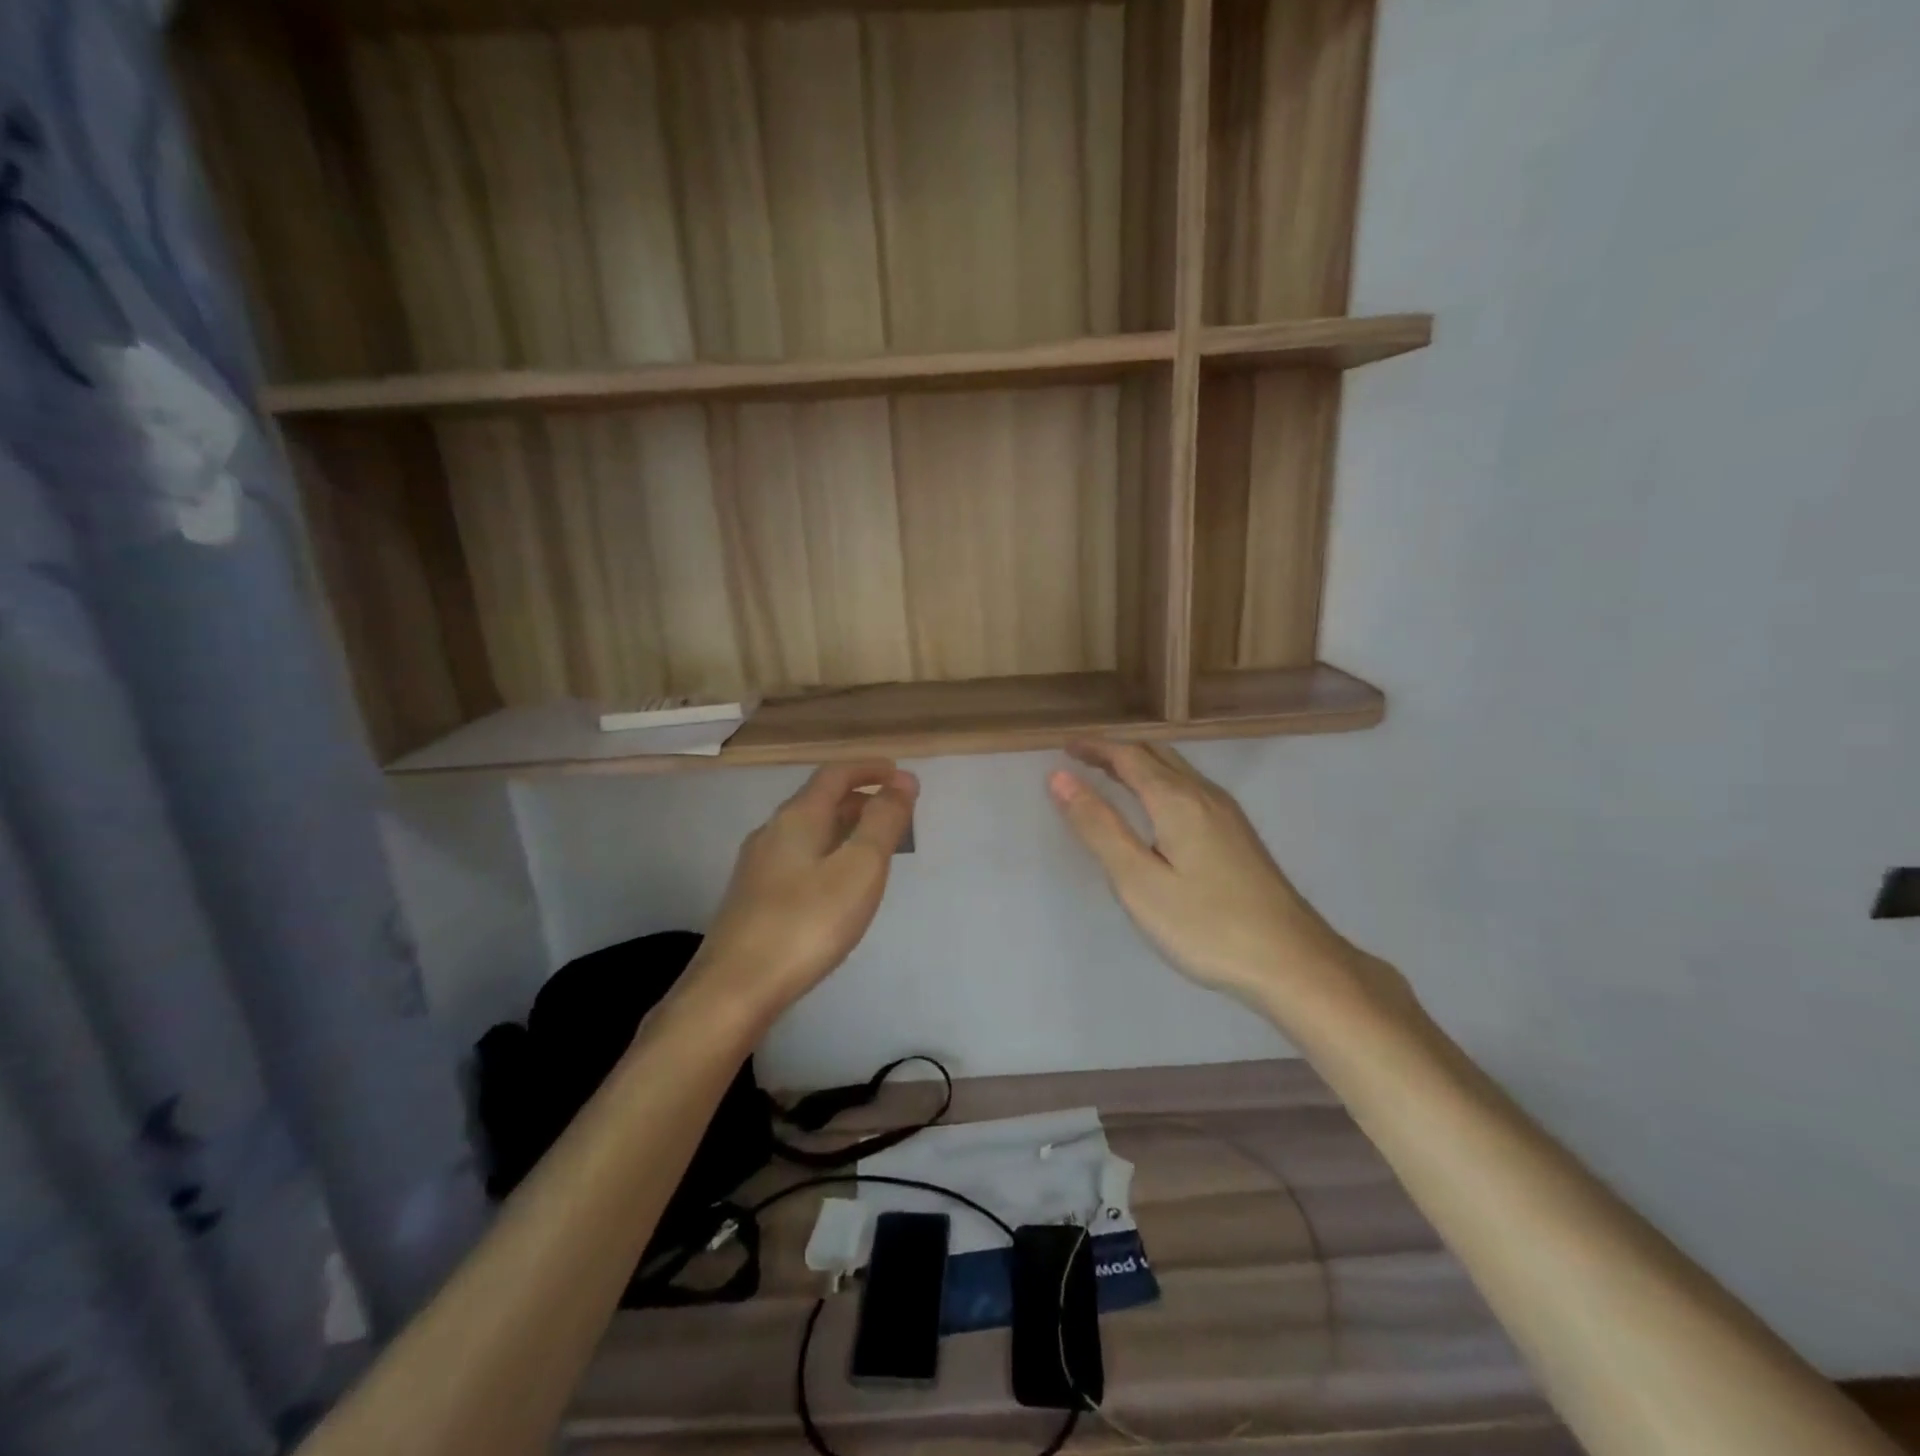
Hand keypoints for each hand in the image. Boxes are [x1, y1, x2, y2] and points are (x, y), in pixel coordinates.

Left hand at [687, 761, 918, 1023]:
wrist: (735, 988)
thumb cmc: (807, 923)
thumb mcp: (859, 868)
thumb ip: (883, 821)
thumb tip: (903, 780)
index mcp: (798, 817)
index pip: (836, 774)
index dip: (869, 769)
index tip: (900, 774)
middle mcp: (772, 831)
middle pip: (820, 800)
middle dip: (860, 800)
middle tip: (895, 815)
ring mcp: (757, 865)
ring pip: (808, 830)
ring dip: (844, 828)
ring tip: (873, 849)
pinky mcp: (752, 896)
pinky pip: (798, 857)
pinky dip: (827, 853)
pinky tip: (836, 885)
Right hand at [1048, 741, 1400, 1021]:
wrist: (1294, 962)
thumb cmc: (1206, 925)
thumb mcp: (1138, 881)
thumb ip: (1099, 827)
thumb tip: (1060, 778)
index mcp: (1176, 800)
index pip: (1128, 756)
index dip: (1095, 747)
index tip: (1064, 746)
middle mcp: (1204, 794)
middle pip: (1155, 754)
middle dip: (1116, 750)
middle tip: (1081, 757)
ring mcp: (1227, 814)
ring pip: (1176, 770)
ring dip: (1140, 764)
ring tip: (1110, 775)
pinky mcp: (1239, 835)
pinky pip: (1190, 788)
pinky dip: (1161, 782)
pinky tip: (1157, 808)